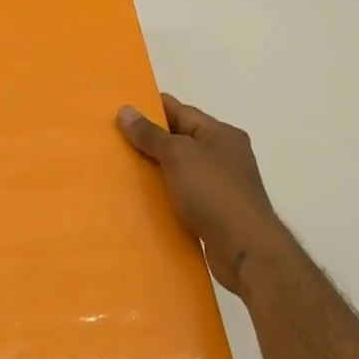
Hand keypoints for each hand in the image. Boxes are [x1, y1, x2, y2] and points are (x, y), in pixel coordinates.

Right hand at [118, 93, 294, 296]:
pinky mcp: (215, 211)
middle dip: (149, 140)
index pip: (181, 111)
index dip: (151, 108)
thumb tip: (126, 110)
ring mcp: (221, 185)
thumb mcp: (179, 155)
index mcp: (220, 134)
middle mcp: (224, 155)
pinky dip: (165, 194)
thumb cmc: (214, 193)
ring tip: (120, 169)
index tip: (120, 109)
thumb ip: (151, 134)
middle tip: (113, 140)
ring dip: (155, 169)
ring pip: (180, 169)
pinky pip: (183, 194)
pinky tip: (142, 199)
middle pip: (180, 140)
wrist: (245, 249)